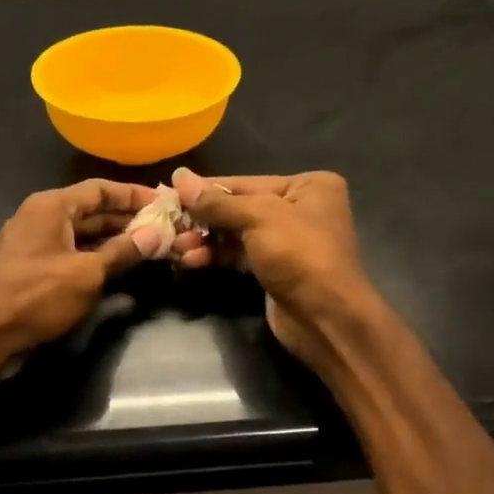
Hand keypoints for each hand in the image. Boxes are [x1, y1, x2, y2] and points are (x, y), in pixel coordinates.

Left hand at [0, 180, 163, 364]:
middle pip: (92, 210)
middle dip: (127, 219)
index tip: (165, 204)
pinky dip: (96, 258)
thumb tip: (155, 235)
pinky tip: (119, 268)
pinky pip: (71, 253)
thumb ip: (122, 252)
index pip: (101, 189)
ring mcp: (35, 243)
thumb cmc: (34, 295)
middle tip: (164, 228)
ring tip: (150, 248)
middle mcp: (42, 217)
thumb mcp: (86, 274)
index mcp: (52, 206)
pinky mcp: (32, 268)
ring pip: (83, 234)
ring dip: (114, 241)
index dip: (134, 195)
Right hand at [170, 168, 376, 366]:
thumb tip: (179, 175)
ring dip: (205, 240)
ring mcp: (288, 242)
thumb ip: (216, 201)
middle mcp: (300, 209)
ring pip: (236, 234)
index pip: (244, 183)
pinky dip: (216, 257)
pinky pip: (239, 256)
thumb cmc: (299, 255)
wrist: (326, 318)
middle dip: (203, 219)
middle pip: (238, 208)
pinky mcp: (275, 269)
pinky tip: (191, 261)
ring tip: (176, 248)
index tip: (168, 193)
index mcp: (308, 186)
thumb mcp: (258, 218)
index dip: (205, 189)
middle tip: (169, 226)